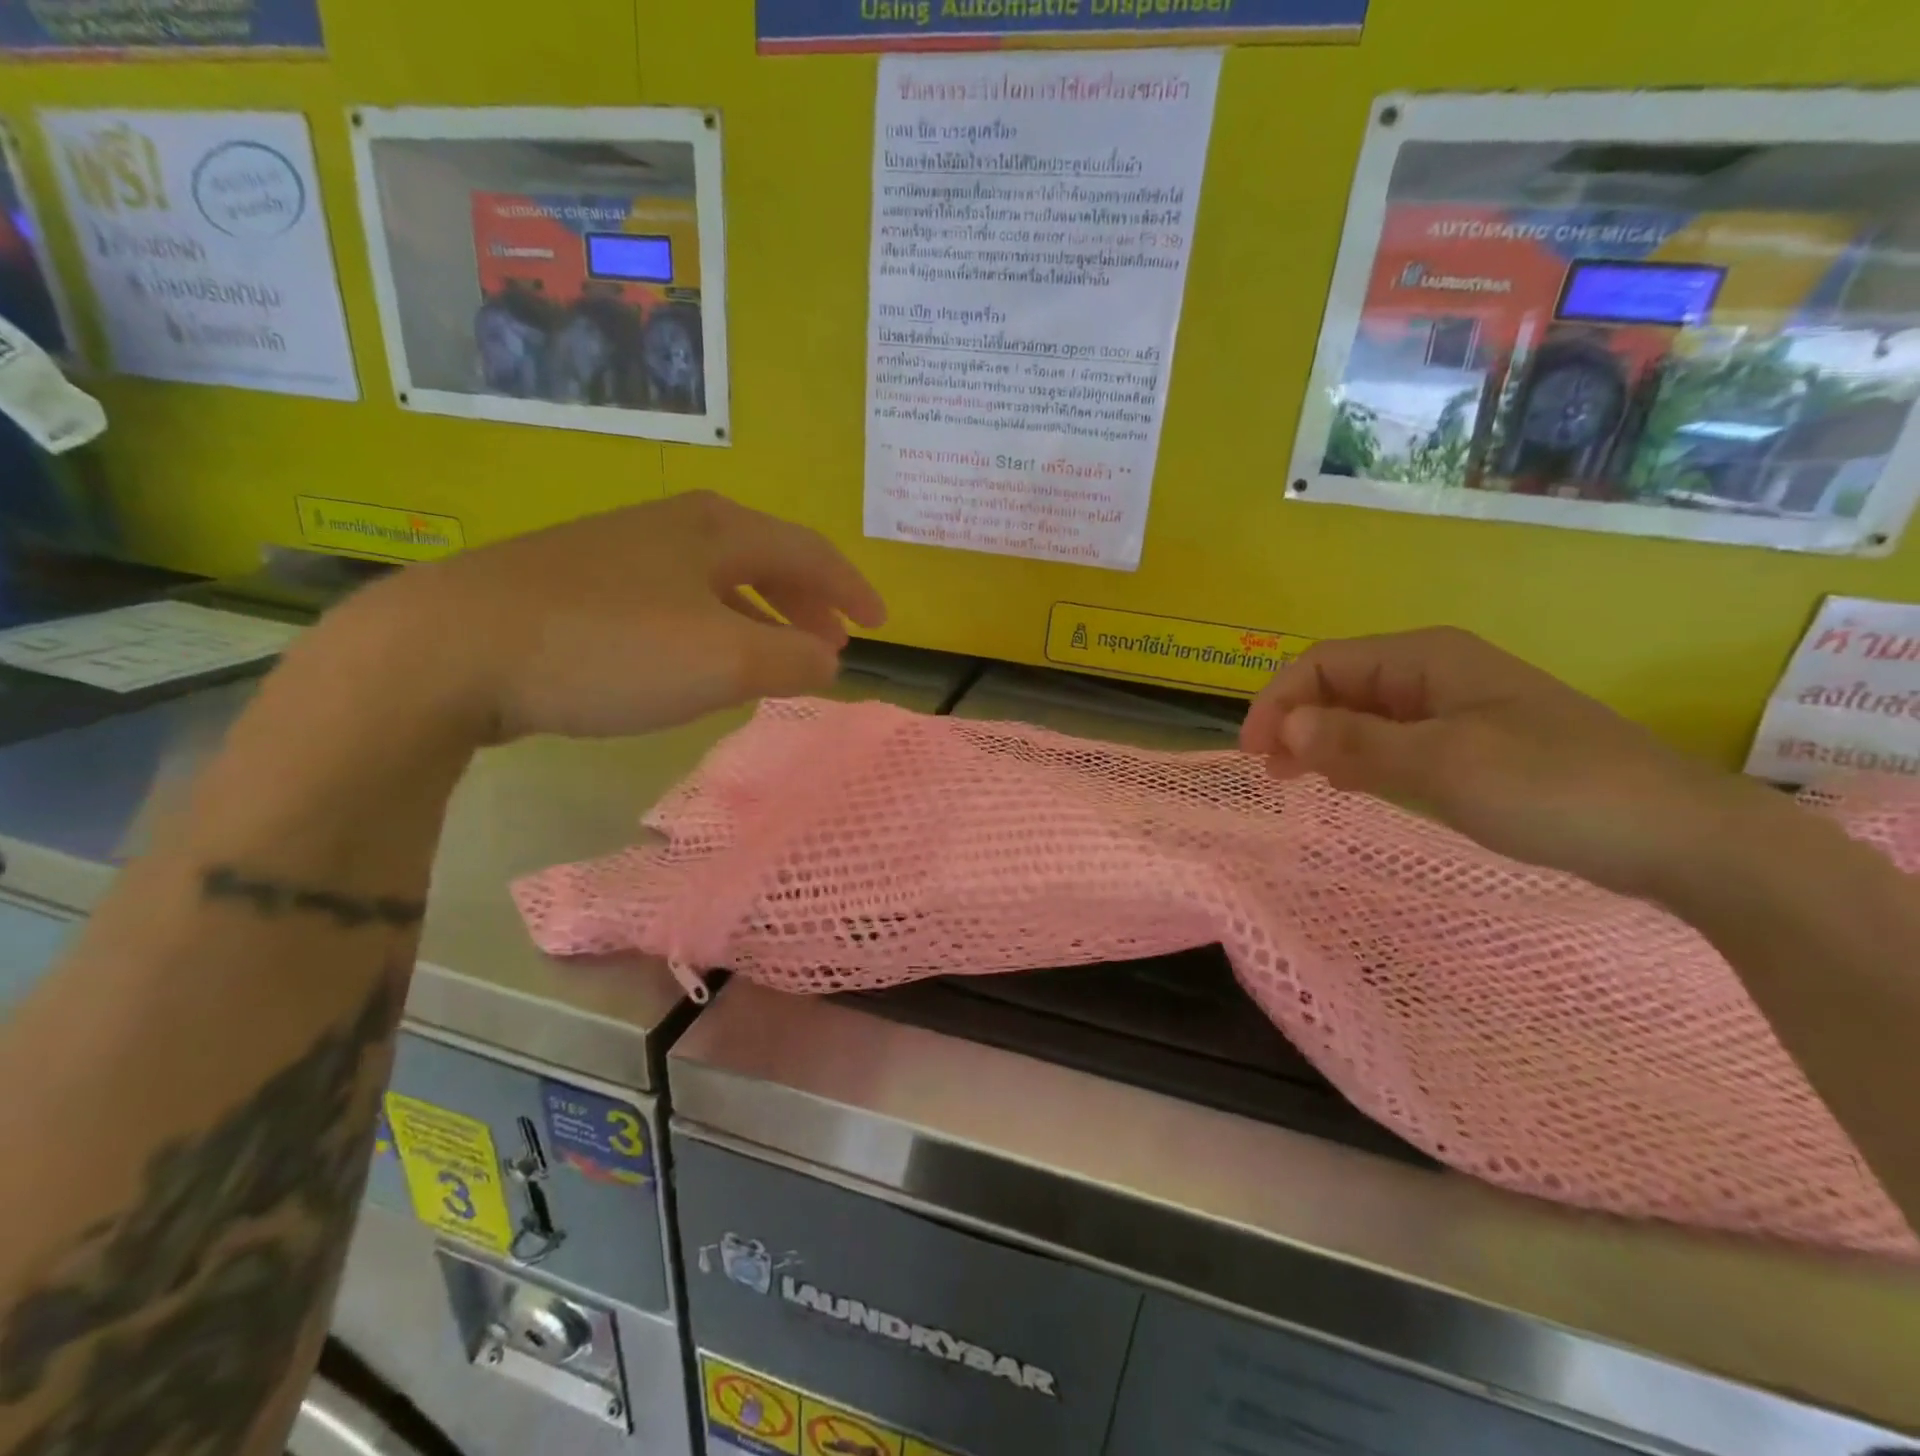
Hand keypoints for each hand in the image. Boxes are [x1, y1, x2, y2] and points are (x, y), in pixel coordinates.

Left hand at [336, 492, 886, 744]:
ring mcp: (620, 549)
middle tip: (831, 642)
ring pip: (717, 579)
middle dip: (807, 601)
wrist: (453, 648)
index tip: (880, 624)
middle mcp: (672, 525)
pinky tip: (698, 657)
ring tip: (776, 655)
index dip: (851, 589)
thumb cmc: (609, 648)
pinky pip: (675, 598)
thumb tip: (830, 660)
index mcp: (717, 529)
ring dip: (760, 615)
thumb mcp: (723, 663)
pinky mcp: (579, 582)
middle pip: (765, 556)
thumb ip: (794, 662)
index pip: (809, 552)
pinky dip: (712, 625)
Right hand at [1240, 627, 1771, 898]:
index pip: (1322, 664)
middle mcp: (1433, 672)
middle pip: (1338, 684)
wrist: (1676, 835)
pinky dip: (1359, 757)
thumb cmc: (1551, 788)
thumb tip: (1286, 727)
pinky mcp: (1470, 743)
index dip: (1278, 703)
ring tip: (1297, 780)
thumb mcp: (1441, 766)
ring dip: (1322, 740)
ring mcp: (1454, 707)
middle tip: (1272, 773)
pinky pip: (1393, 739)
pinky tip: (1349, 784)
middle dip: (1295, 721)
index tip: (1255, 756)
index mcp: (1424, 658)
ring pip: (1362, 713)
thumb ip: (1356, 744)